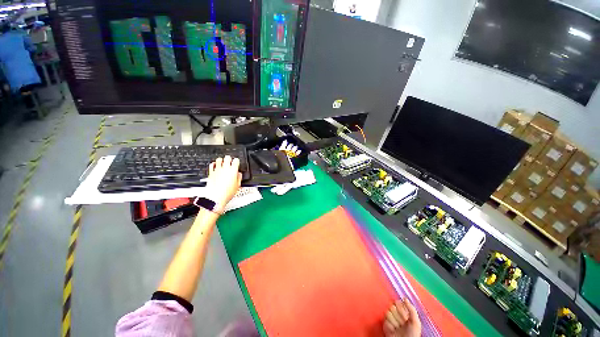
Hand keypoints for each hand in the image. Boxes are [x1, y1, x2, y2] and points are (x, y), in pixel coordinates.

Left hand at [206, 155, 241, 210]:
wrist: (216, 197)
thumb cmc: (227, 193)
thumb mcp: (237, 186)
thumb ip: (239, 178)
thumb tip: (238, 174)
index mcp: (233, 171)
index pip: (236, 161)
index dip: (237, 161)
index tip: (236, 162)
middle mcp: (225, 169)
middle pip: (227, 158)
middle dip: (229, 159)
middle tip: (230, 161)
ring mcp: (217, 170)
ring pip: (219, 159)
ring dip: (222, 160)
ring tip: (223, 163)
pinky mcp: (211, 173)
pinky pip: (212, 165)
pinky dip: (214, 164)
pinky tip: (215, 166)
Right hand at [383, 298, 420, 336]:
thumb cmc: (412, 334)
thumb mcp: (416, 322)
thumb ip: (412, 309)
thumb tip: (404, 298)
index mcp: (404, 313)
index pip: (398, 302)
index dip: (401, 307)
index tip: (405, 314)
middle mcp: (397, 315)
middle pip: (392, 306)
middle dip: (398, 315)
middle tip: (403, 322)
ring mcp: (391, 319)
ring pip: (388, 312)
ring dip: (394, 321)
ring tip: (398, 328)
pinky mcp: (385, 324)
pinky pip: (385, 320)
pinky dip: (390, 325)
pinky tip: (393, 330)